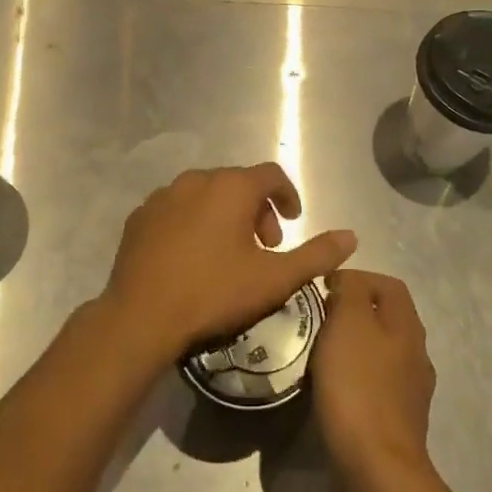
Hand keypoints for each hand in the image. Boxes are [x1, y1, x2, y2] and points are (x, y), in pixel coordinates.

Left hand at [100, 164, 356, 366]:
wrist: (141, 317)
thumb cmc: (214, 293)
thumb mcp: (274, 280)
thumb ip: (317, 255)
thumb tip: (351, 236)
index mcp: (231, 187)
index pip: (271, 174)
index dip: (288, 195)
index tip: (293, 222)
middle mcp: (196, 180)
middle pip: (238, 184)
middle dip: (258, 210)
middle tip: (265, 247)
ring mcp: (163, 196)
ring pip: (205, 195)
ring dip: (224, 215)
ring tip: (229, 253)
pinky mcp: (139, 217)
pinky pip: (176, 209)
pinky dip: (192, 223)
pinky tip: (191, 257)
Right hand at [312, 270, 436, 484]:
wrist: (375, 467)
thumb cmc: (358, 385)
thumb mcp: (349, 322)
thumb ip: (352, 291)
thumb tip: (349, 282)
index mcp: (407, 325)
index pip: (389, 284)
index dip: (357, 278)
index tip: (323, 288)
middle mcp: (416, 353)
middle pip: (386, 317)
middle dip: (353, 312)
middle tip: (318, 318)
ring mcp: (410, 390)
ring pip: (381, 351)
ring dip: (353, 345)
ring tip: (320, 351)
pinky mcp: (398, 420)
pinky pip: (375, 383)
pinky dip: (354, 376)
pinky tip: (332, 387)